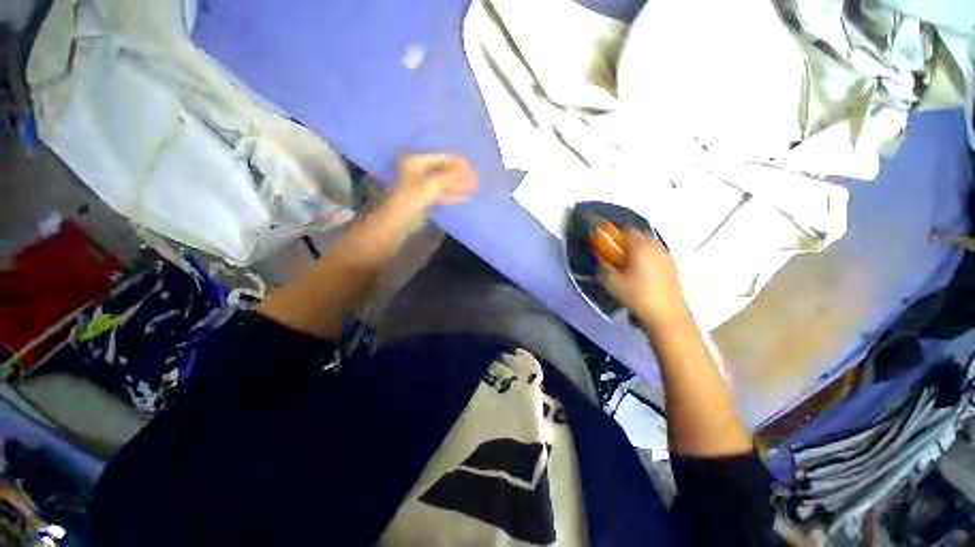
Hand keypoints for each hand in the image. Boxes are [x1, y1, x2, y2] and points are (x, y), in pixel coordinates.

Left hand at [386, 154, 477, 222]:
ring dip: (458, 186)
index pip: (443, 158)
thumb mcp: (434, 183)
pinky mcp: (426, 197)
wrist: (401, 219)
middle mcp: (420, 170)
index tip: (472, 169)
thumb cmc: (414, 197)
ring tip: (474, 189)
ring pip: (444, 183)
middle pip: (444, 171)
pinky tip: (466, 197)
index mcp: (418, 161)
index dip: (458, 164)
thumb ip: (452, 175)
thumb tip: (468, 170)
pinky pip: (442, 193)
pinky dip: (453, 195)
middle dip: (460, 176)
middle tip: (476, 180)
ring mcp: (422, 184)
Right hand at [598, 228, 689, 326]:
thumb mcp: (611, 281)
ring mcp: (666, 256)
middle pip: (640, 234)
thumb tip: (598, 255)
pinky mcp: (673, 266)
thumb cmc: (635, 295)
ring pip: (650, 243)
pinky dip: (648, 255)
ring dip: (638, 247)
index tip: (606, 239)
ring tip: (629, 261)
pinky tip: (642, 270)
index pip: (627, 228)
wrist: (665, 314)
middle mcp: (655, 246)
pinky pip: (657, 253)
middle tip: (616, 251)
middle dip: (627, 239)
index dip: (615, 231)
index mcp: (640, 246)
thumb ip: (603, 265)